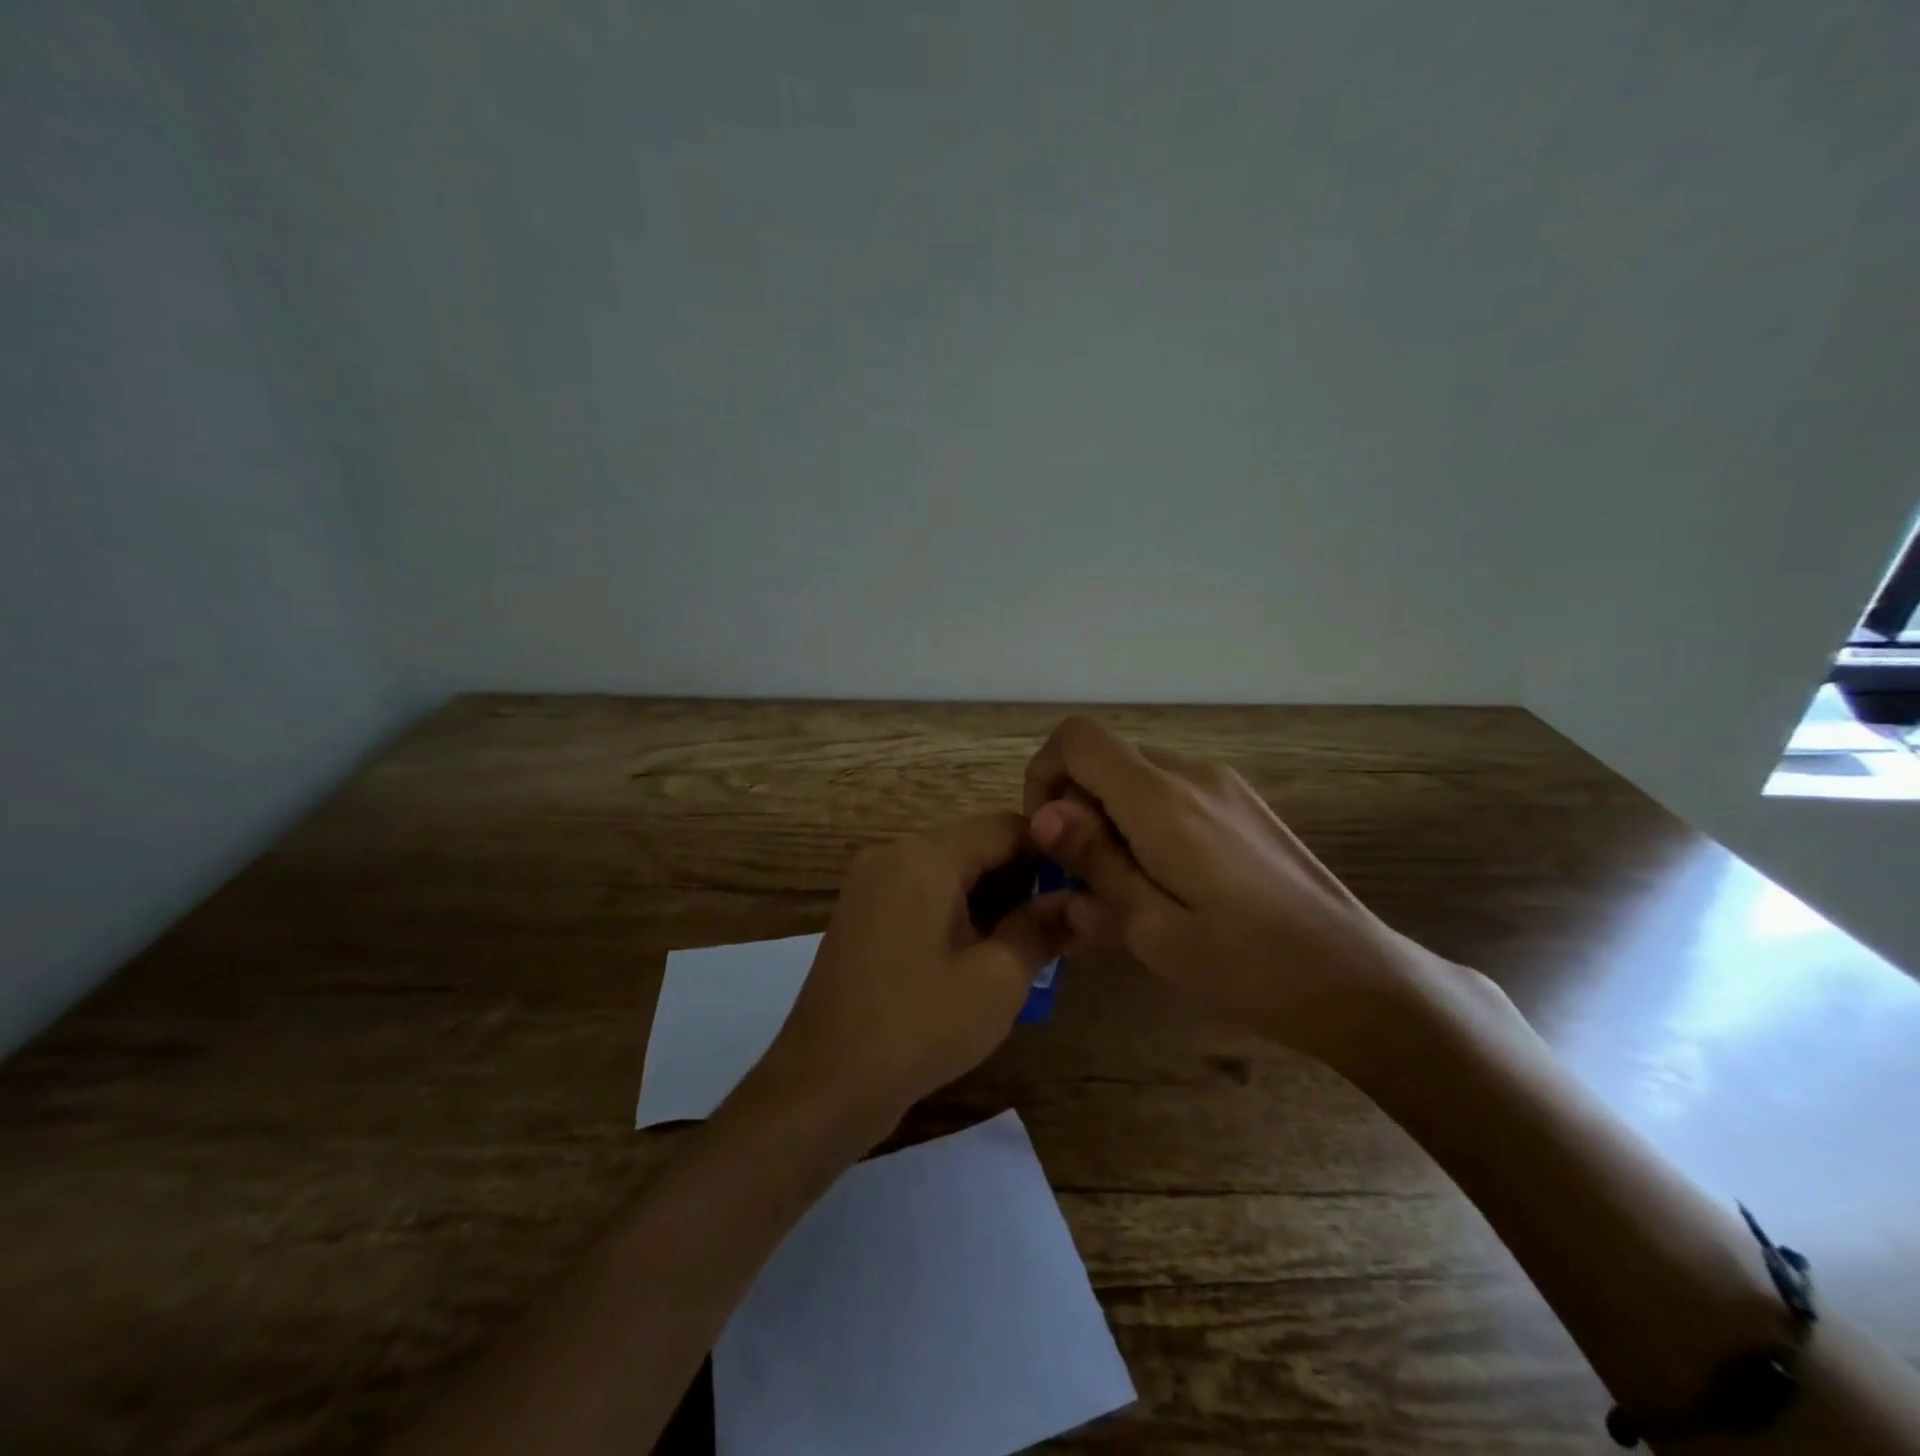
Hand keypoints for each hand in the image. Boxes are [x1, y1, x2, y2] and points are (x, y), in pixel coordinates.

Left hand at [746, 813, 1070, 1139]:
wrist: (824, 1085)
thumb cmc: (919, 1027)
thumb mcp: (998, 980)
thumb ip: (1041, 928)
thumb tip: (1076, 900)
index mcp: (924, 855)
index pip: (1005, 827)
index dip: (1052, 853)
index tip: (1083, 891)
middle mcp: (892, 854)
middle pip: (975, 846)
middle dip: (1022, 881)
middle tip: (1061, 927)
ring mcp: (871, 884)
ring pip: (950, 872)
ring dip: (992, 900)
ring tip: (1030, 945)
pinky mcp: (863, 914)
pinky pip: (923, 894)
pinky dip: (958, 913)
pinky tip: (983, 954)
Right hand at [1023, 717, 1445, 1068]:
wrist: (1359, 978)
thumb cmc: (1250, 967)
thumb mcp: (1155, 929)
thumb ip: (1095, 863)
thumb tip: (1043, 813)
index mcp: (1162, 800)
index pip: (1077, 739)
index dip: (1044, 774)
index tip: (1049, 838)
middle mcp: (1191, 774)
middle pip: (1105, 759)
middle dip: (1077, 809)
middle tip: (1086, 884)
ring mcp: (1223, 785)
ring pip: (1137, 778)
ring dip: (1112, 821)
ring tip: (1127, 893)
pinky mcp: (1242, 804)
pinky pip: (1172, 794)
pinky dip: (1147, 824)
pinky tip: (1168, 885)